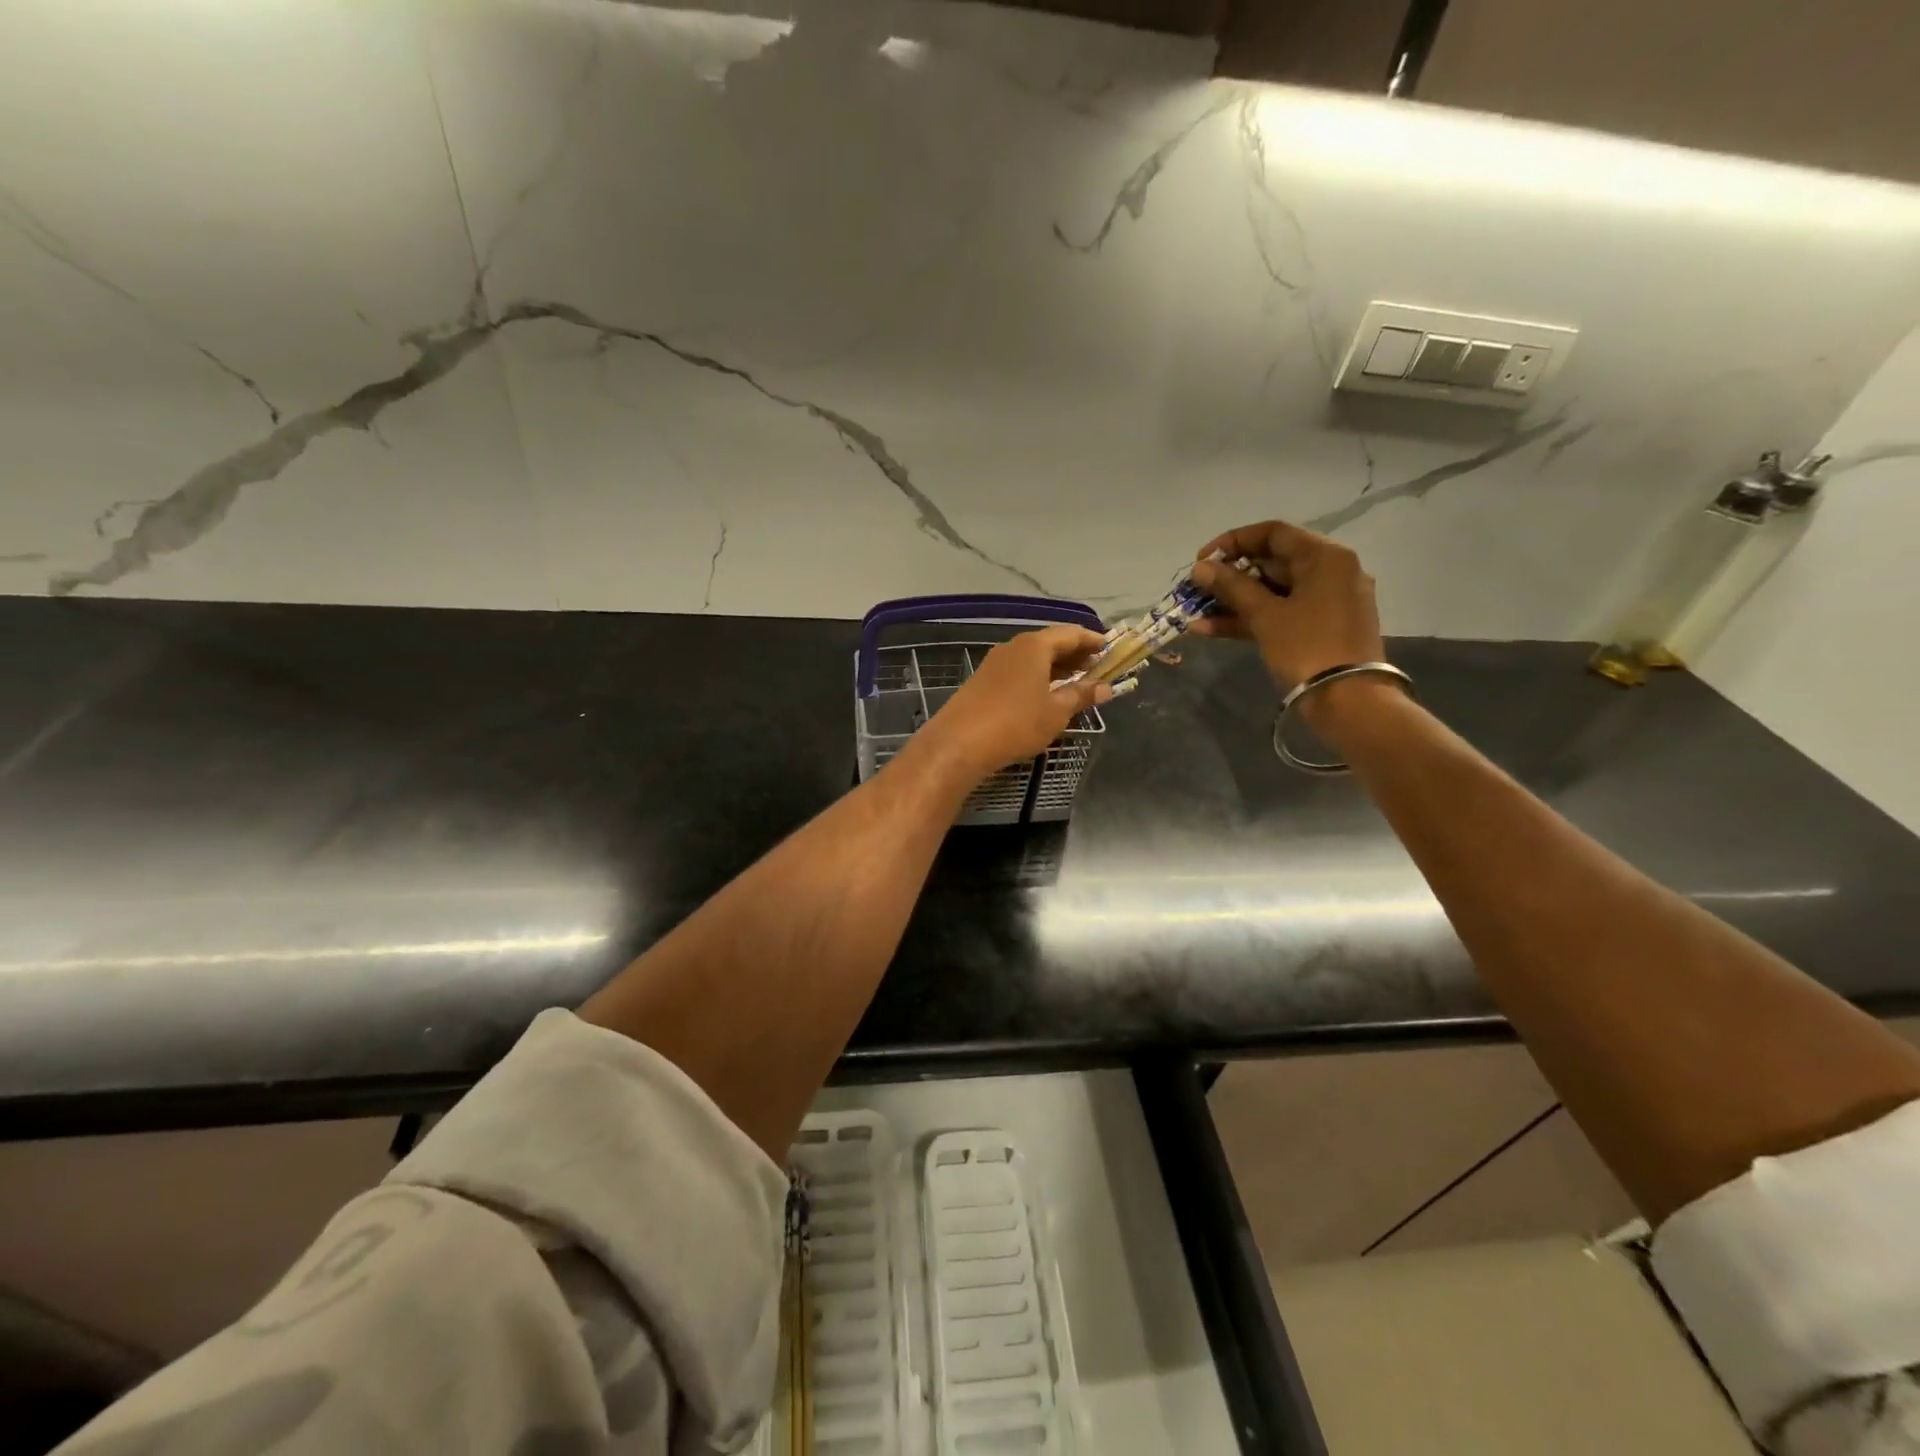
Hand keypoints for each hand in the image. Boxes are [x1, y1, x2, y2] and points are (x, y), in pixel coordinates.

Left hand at [915, 626, 1111, 782]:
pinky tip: (1045, 696)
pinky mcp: (982, 682)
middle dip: (1075, 654)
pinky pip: (1018, 672)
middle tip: (1097, 668)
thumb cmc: (1016, 723)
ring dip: (1056, 668)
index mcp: (1034, 646)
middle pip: (1051, 643)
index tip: (1110, 650)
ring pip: (1033, 658)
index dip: (1093, 641)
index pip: (1071, 633)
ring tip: (1076, 683)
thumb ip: (1081, 695)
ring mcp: (994, 663)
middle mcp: (1013, 647)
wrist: (958, 744)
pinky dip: (1037, 678)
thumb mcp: (1056, 712)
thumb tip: (1105, 687)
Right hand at [1189, 520, 1386, 700]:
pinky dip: (1249, 619)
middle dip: (1230, 577)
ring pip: (1272, 592)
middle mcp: (1331, 572)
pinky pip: (1280, 614)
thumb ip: (1231, 587)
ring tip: (1194, 614)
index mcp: (1325, 557)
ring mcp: (1326, 602)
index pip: (1273, 533)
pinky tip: (1209, 630)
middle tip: (1198, 590)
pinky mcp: (1319, 628)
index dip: (1232, 542)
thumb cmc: (1307, 647)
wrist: (1348, 701)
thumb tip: (1201, 568)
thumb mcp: (1265, 615)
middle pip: (1272, 562)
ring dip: (1232, 602)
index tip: (1202, 561)